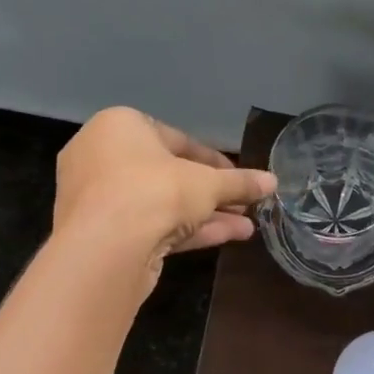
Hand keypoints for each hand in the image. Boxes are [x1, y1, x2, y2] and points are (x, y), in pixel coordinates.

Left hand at [53, 108, 274, 293]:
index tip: (240, 178)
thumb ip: (240, 182)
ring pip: (162, 204)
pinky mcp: (103, 234)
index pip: (177, 139)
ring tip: (246, 226)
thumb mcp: (208, 184)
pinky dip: (188, 230)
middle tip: (244, 204)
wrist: (106, 248)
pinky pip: (151, 225)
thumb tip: (273, 181)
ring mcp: (99, 198)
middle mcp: (102, 156)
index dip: (215, 161)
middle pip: (169, 174)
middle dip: (212, 193)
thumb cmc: (155, 191)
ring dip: (206, 214)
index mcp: (120, 126)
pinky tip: (228, 236)